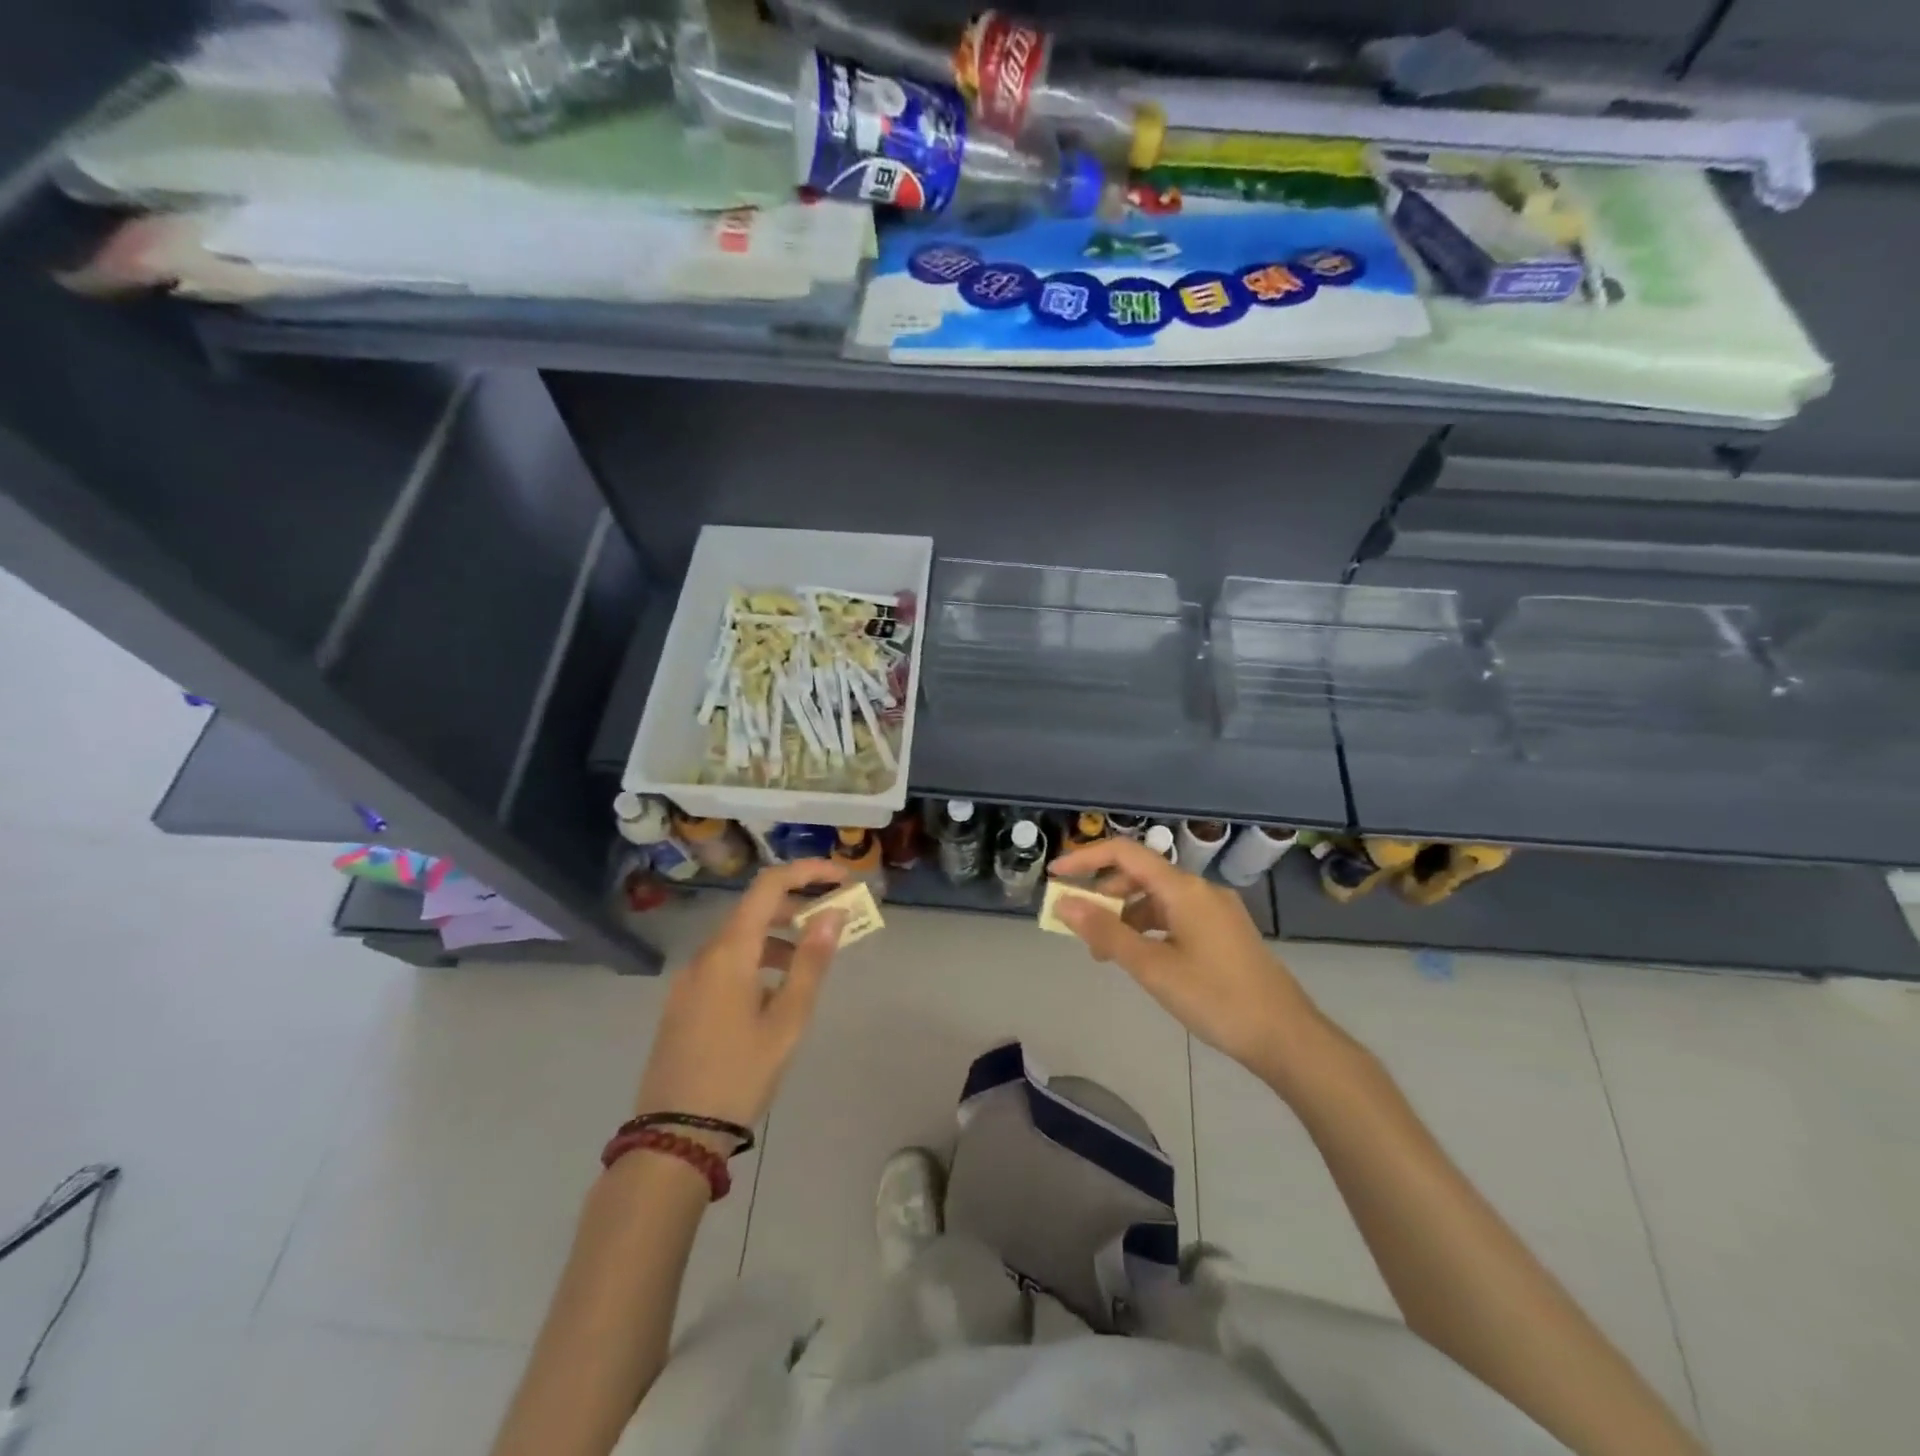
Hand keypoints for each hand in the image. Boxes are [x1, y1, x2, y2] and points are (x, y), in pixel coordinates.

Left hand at [632, 859, 850, 1138]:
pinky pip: (725, 963)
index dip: (807, 871)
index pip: (769, 885)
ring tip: (809, 963)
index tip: (841, 877)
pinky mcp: (683, 1003)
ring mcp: (689, 980)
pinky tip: (773, 993)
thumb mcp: (787, 1020)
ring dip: (777, 936)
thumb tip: (833, 913)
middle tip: (834, 920)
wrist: (675, 1136)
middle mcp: (704, 955)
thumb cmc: (740, 1074)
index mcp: (729, 952)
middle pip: (753, 909)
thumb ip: (811, 962)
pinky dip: (756, 960)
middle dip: (796, 906)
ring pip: (739, 938)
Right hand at [1049, 838, 1322, 1087]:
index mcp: (1183, 889)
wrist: (1287, 1037)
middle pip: (1140, 875)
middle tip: (1078, 928)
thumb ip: (1106, 932)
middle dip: (1103, 895)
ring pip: (1157, 898)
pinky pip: (1175, 916)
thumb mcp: (1153, 968)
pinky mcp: (1224, 932)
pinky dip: (1148, 928)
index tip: (1055, 876)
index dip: (1085, 858)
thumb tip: (1064, 903)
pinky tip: (1140, 957)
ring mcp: (1215, 911)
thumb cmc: (1216, 999)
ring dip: (1125, 916)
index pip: (1125, 854)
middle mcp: (1200, 890)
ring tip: (1104, 953)